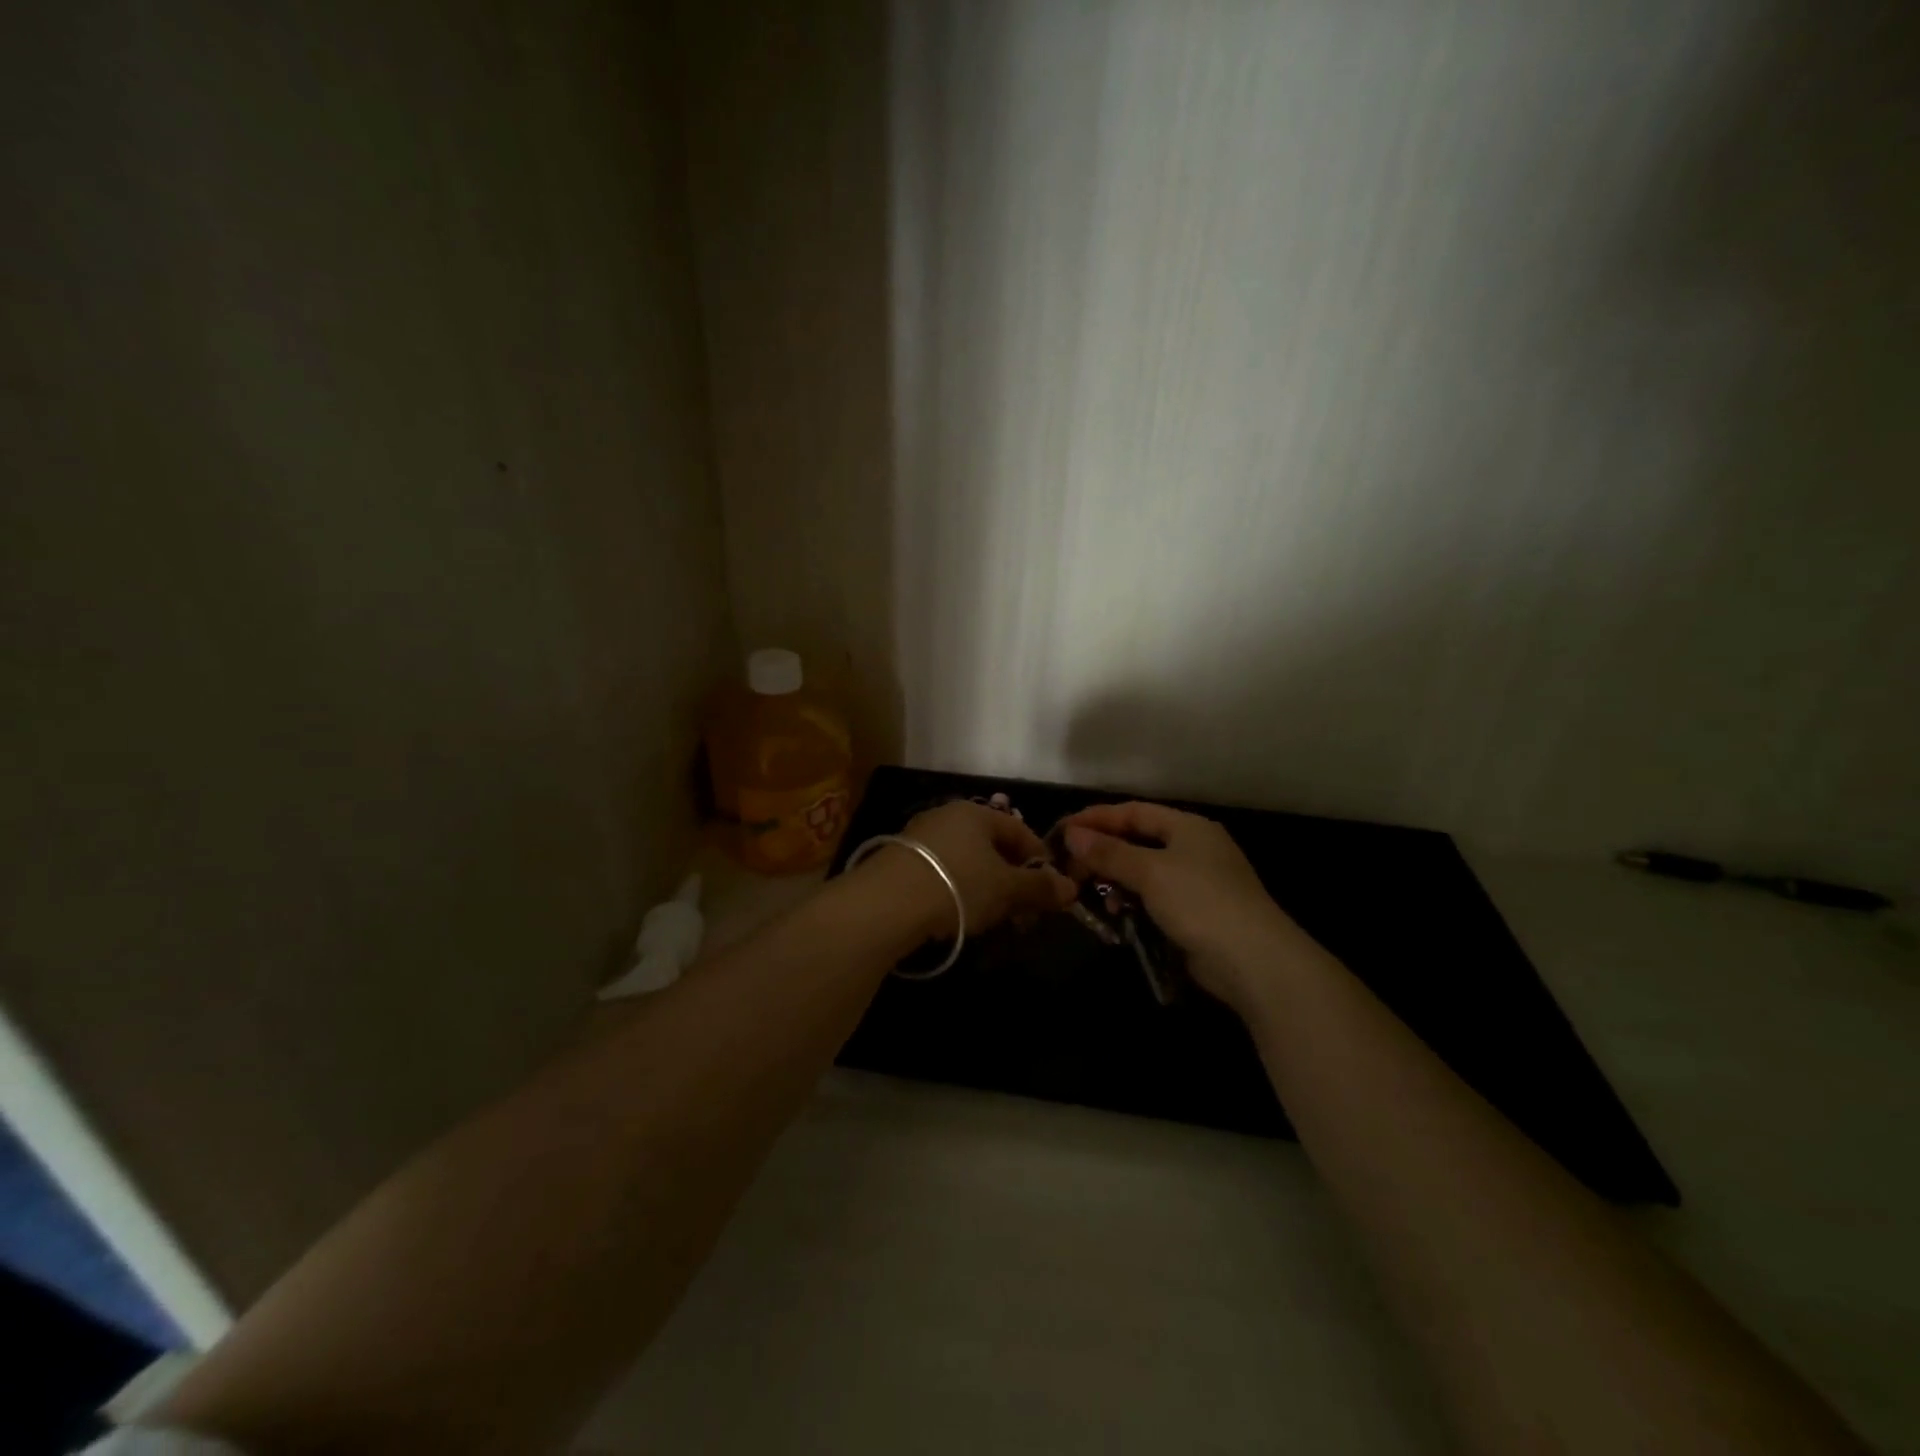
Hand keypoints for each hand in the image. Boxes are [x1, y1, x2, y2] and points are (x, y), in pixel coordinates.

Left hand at [865, 799, 1076, 938]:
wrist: (885, 904)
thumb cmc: (957, 885)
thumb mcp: (1007, 889)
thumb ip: (1040, 888)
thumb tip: (1071, 888)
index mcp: (976, 813)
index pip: (1019, 830)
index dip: (1040, 860)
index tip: (1051, 890)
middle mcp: (947, 816)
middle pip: (992, 847)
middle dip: (1013, 880)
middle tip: (1024, 913)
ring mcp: (921, 838)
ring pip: (967, 862)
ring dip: (987, 889)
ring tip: (995, 920)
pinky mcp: (900, 862)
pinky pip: (942, 873)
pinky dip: (959, 892)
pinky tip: (960, 916)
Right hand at [1061, 801, 1312, 1016]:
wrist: (1254, 961)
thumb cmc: (1200, 901)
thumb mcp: (1149, 872)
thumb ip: (1109, 852)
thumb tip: (1072, 834)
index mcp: (1188, 827)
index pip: (1134, 812)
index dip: (1096, 818)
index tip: (1062, 828)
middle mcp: (1194, 848)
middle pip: (1137, 841)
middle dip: (1102, 852)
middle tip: (1068, 866)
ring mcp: (1197, 882)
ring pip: (1143, 872)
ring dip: (1115, 880)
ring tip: (1089, 893)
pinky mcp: (1196, 914)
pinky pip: (1154, 899)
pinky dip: (1133, 903)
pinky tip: (1117, 916)